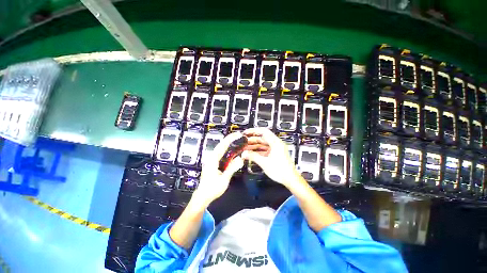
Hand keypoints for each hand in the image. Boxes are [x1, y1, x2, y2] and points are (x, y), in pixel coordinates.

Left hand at [191, 132, 243, 206]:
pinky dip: (227, 148)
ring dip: (229, 142)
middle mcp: (211, 157)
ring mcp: (211, 159)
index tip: (238, 134)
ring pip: (221, 147)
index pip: (223, 145)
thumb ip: (232, 169)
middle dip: (230, 138)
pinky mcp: (213, 162)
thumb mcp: (224, 180)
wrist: (203, 195)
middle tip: (240, 135)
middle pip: (221, 144)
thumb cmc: (212, 189)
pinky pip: (221, 152)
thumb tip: (241, 159)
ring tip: (237, 139)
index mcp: (213, 159)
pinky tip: (232, 148)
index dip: (231, 138)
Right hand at [242, 128, 300, 186]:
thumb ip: (253, 156)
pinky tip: (252, 153)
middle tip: (244, 142)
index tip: (246, 133)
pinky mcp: (275, 154)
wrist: (290, 179)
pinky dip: (258, 151)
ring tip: (246, 148)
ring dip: (254, 146)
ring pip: (263, 144)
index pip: (263, 131)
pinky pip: (265, 149)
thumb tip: (244, 153)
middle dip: (252, 140)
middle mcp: (276, 144)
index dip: (253, 131)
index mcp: (276, 143)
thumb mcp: (264, 162)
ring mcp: (276, 149)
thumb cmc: (281, 171)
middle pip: (262, 138)